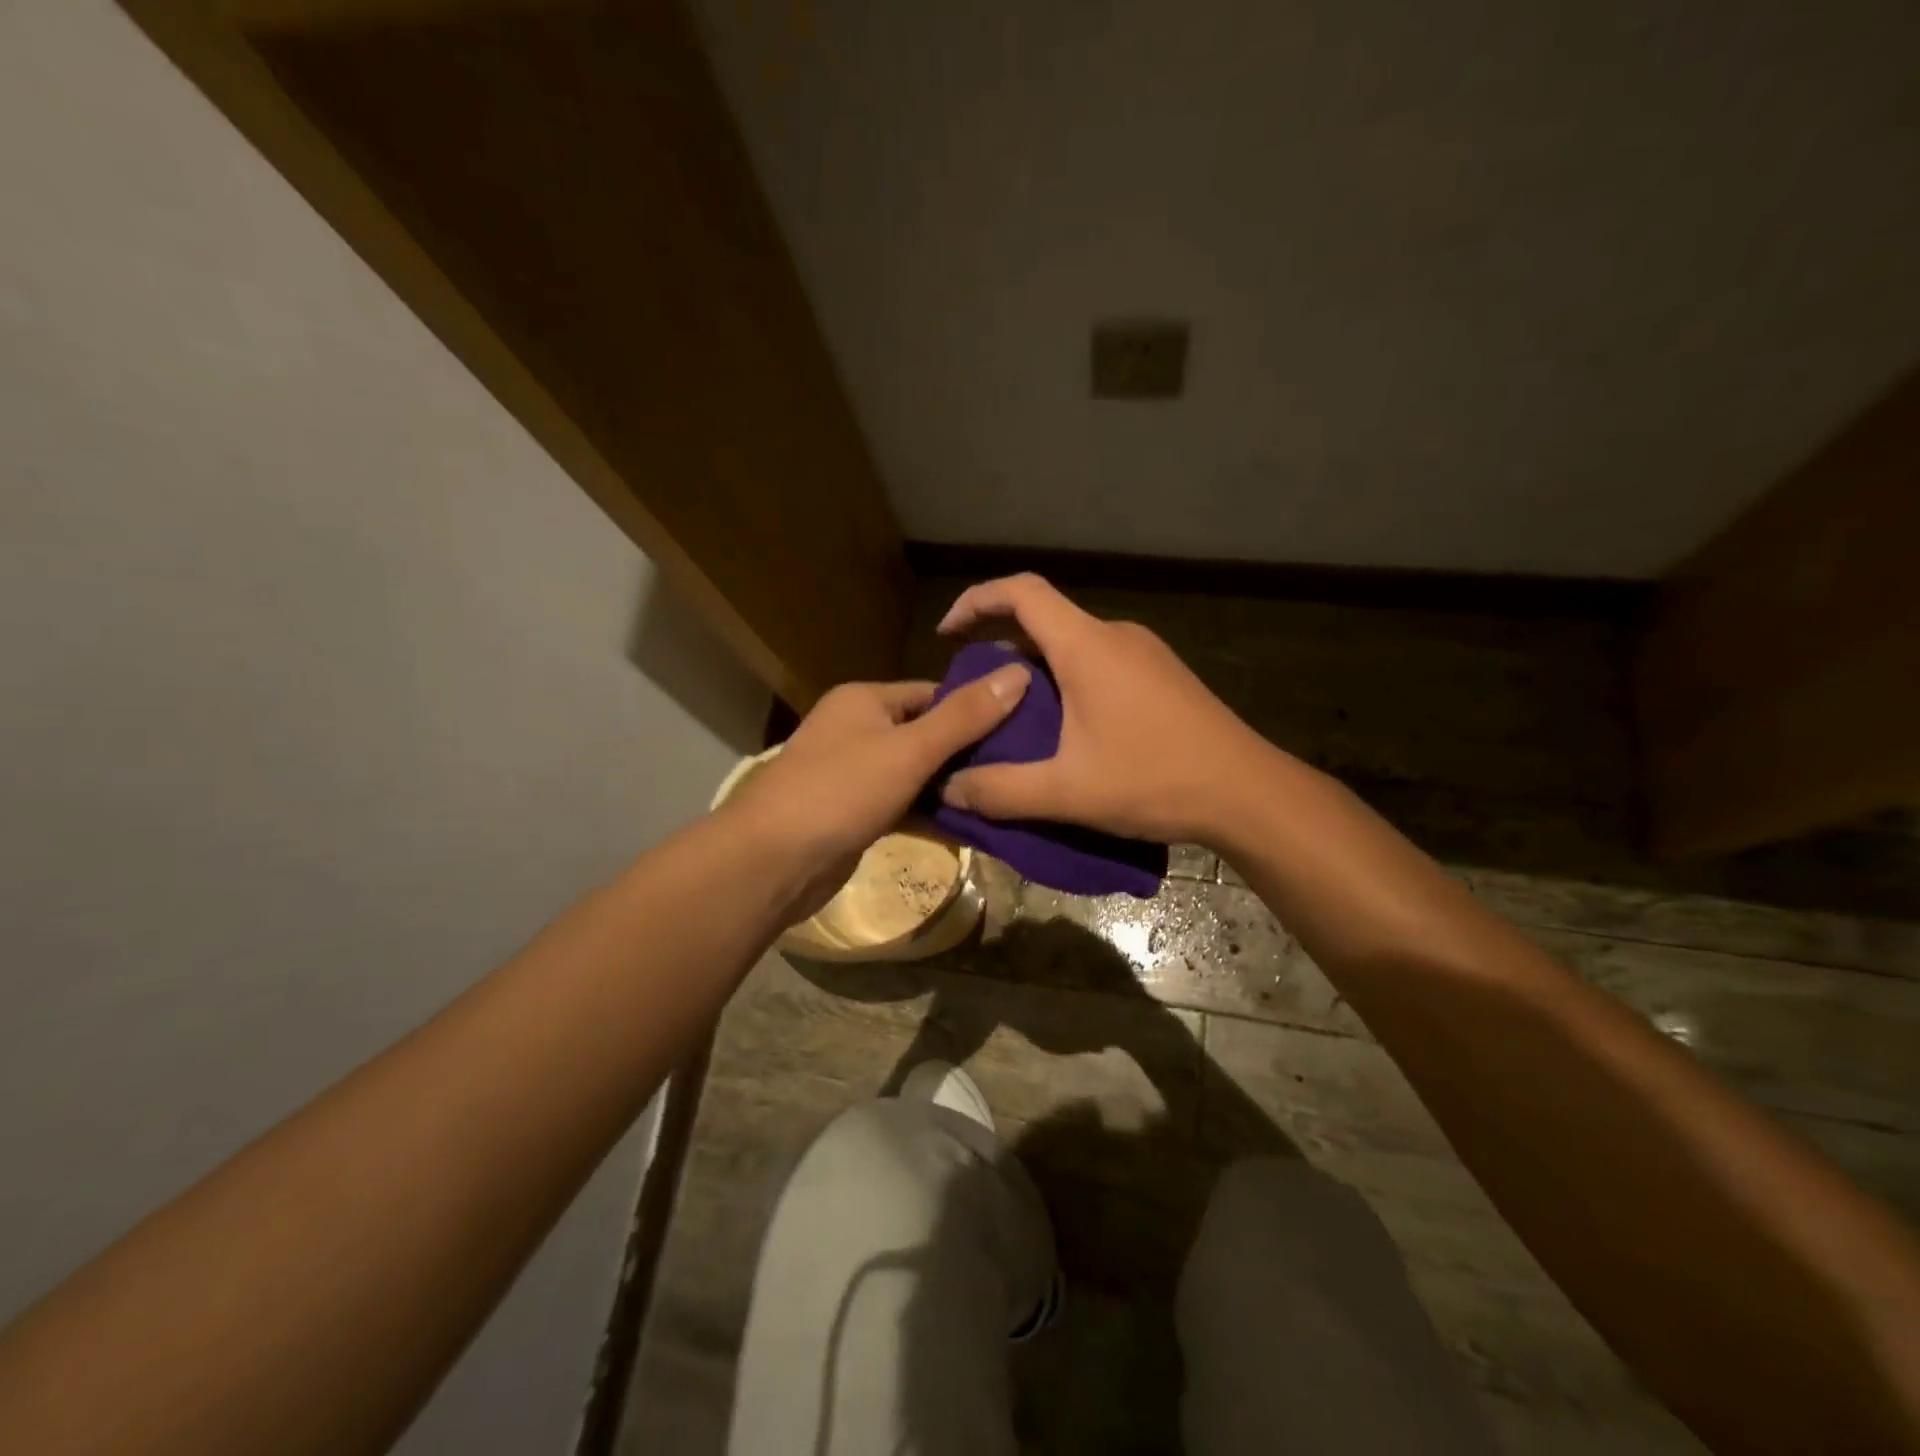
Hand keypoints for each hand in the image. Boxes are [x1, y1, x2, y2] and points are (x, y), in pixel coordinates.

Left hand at [722, 667, 1030, 916]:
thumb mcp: (910, 750)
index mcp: (864, 700)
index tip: (1022, 727)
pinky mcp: (853, 813)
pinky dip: (930, 814)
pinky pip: (902, 805)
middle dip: (968, 753)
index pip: (933, 693)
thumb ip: (965, 716)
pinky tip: (970, 827)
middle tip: (1020, 768)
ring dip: (951, 787)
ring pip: (915, 773)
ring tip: (1005, 797)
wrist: (773, 862)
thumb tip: (1018, 673)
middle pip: (925, 734)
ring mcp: (853, 774)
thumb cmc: (841, 791)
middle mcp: (857, 729)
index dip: (976, 707)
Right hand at [936, 574, 1271, 844]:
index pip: (1022, 591)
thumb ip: (1000, 790)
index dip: (976, 600)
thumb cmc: (1154, 780)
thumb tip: (948, 790)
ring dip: (1035, 669)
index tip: (948, 634)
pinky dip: (1067, 681)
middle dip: (1000, 646)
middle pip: (1044, 618)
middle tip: (974, 693)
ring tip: (1013, 717)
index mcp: (1087, 646)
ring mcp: (1144, 654)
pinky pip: (1099, 662)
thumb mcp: (1067, 792)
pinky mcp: (1162, 676)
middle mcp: (1115, 636)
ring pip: (1072, 644)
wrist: (1248, 793)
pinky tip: (1065, 729)